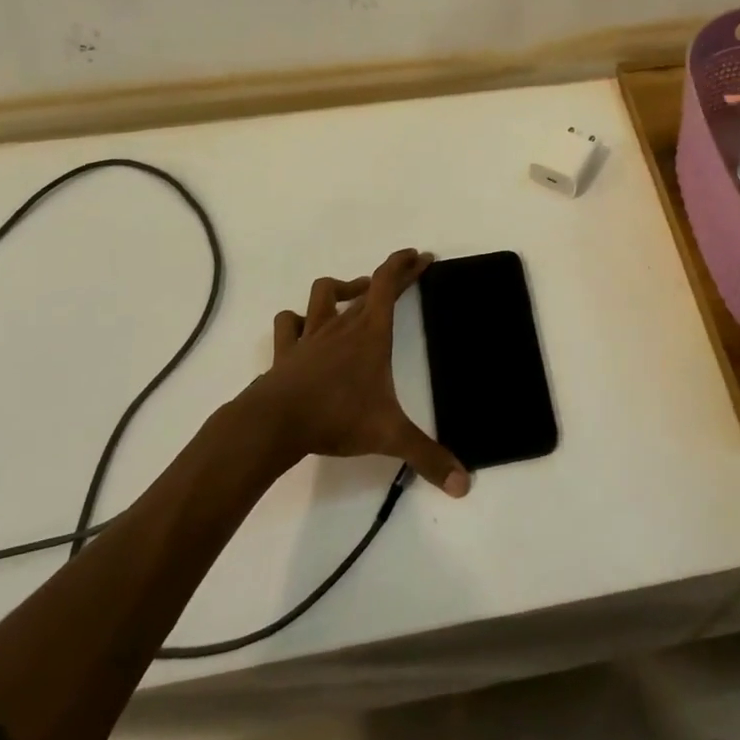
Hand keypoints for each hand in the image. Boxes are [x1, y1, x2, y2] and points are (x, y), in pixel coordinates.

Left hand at [251, 249, 469, 496]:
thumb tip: (465, 485)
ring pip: (322, 294)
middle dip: (389, 276)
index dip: (405, 265)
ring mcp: (310, 336)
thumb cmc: (336, 418)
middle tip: (406, 272)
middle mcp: (341, 326)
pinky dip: (298, 319)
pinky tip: (304, 327)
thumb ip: (428, 457)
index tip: (420, 255)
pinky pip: (288, 323)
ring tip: (355, 295)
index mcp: (370, 334)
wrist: (274, 424)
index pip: (388, 284)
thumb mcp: (389, 436)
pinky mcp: (285, 352)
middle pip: (366, 287)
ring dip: (341, 289)